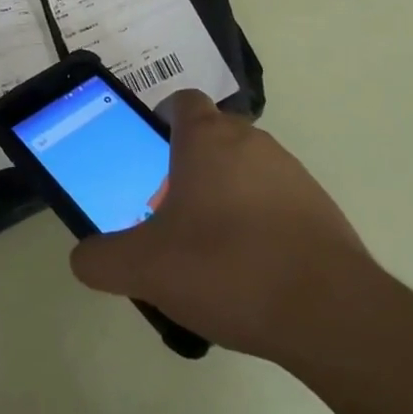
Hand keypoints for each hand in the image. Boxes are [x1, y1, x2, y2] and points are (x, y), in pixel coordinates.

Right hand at [69, 91, 381, 364]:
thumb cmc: (226, 267)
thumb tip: (82, 258)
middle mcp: (250, 141)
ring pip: (245, 169)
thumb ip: (102, 260)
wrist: (329, 312)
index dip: (162, 119)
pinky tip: (250, 272)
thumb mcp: (145, 268)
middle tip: (169, 213)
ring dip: (225, 194)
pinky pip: (276, 201)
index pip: (182, 101)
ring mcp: (291, 172)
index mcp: (206, 138)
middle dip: (188, 166)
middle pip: (212, 137)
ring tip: (209, 250)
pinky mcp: (320, 207)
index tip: (150, 153)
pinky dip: (259, 222)